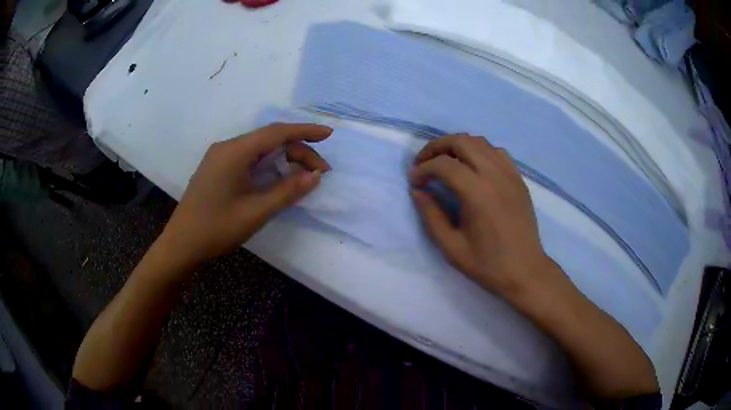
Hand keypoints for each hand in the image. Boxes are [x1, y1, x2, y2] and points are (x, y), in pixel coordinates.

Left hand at [157, 123, 332, 267]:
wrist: (181, 244)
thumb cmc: (216, 228)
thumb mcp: (256, 212)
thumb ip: (287, 191)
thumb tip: (314, 176)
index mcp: (235, 152)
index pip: (277, 132)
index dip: (305, 131)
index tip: (329, 134)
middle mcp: (227, 147)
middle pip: (269, 140)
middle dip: (297, 151)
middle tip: (319, 174)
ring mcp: (220, 157)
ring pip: (259, 148)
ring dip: (283, 157)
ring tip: (303, 175)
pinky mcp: (217, 168)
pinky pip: (248, 157)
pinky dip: (268, 163)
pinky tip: (278, 176)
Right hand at [411, 135, 558, 298]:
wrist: (525, 271)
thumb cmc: (487, 264)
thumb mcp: (451, 247)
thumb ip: (431, 216)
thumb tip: (417, 191)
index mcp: (477, 193)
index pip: (444, 164)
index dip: (423, 168)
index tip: (415, 182)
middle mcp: (495, 175)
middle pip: (461, 141)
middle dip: (437, 147)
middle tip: (424, 163)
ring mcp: (510, 174)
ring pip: (480, 142)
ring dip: (457, 146)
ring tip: (445, 163)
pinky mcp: (518, 178)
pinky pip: (496, 152)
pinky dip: (479, 151)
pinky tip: (472, 167)